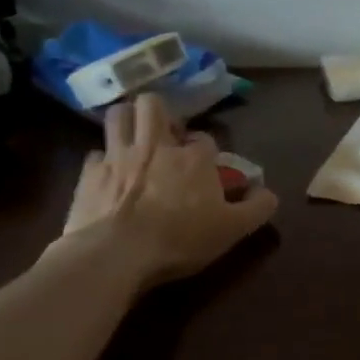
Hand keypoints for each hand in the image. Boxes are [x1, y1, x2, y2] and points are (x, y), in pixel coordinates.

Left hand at [56, 92, 277, 287]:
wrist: (117, 254)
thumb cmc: (180, 239)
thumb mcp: (232, 230)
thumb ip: (257, 208)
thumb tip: (270, 192)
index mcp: (193, 158)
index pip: (204, 139)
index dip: (206, 150)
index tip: (207, 167)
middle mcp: (155, 146)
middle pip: (153, 105)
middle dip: (159, 113)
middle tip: (164, 135)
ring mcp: (118, 156)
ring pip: (118, 115)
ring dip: (127, 120)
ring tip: (133, 136)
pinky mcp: (89, 174)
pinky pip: (95, 154)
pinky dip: (103, 160)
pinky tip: (108, 174)